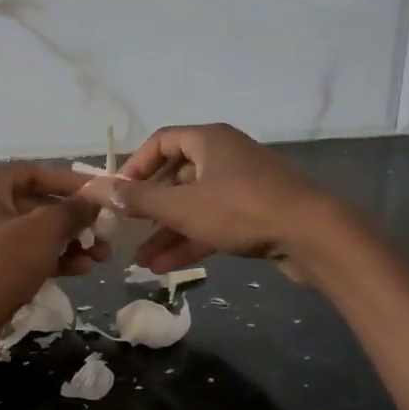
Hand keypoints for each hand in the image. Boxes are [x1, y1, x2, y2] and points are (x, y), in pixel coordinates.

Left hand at [0, 164, 105, 336]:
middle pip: (37, 205)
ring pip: (34, 234)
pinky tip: (81, 270)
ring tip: (101, 256)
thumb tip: (92, 202)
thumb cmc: (1, 262)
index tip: (100, 195)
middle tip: (105, 233)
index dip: (71, 183)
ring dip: (69, 243)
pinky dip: (52, 260)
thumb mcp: (44, 230)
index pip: (36, 173)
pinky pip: (25, 256)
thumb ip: (73, 211)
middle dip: (75, 221)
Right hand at [94, 123, 344, 280]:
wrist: (312, 235)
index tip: (118, 194)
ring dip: (166, 232)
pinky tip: (165, 267)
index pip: (161, 142)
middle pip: (176, 177)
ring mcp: (242, 187)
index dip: (135, 166)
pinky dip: (190, 241)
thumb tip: (96, 189)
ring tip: (140, 262)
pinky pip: (212, 223)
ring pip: (193, 206)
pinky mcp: (255, 215)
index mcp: (209, 141)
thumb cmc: (241, 210)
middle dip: (150, 209)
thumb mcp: (182, 206)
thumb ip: (138, 199)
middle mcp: (225, 157)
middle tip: (128, 233)